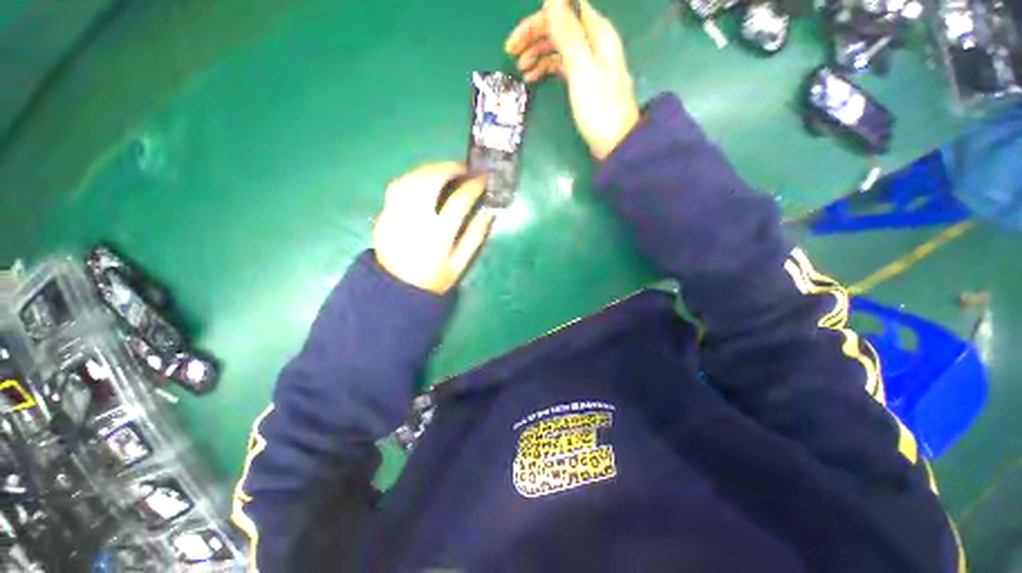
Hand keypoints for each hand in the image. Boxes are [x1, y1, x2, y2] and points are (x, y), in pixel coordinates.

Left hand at [373, 163, 495, 293]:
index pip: (458, 201)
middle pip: (430, 181)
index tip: (483, 179)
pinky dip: (413, 177)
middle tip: (463, 169)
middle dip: (449, 168)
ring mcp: (396, 214)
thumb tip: (489, 213)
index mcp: (438, 235)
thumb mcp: (459, 264)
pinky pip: (397, 186)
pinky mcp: (384, 214)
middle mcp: (415, 220)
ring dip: (430, 169)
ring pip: (412, 178)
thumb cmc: (433, 279)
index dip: (473, 186)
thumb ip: (474, 237)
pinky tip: (423, 180)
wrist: (396, 289)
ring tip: (445, 171)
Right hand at [506, 0, 640, 159]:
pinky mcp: (583, 81)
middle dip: (533, 36)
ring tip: (520, 69)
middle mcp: (592, 42)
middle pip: (558, 27)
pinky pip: (560, 66)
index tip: (516, 39)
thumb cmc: (599, 107)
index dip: (539, 19)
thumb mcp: (582, 68)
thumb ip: (568, 33)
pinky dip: (545, 69)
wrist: (615, 142)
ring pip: (557, 47)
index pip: (564, 10)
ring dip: (537, 54)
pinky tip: (533, 79)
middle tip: (510, 53)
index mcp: (596, 32)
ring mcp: (588, 63)